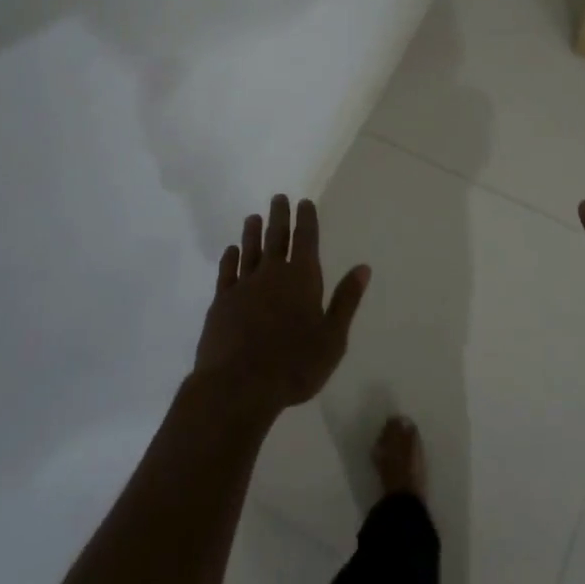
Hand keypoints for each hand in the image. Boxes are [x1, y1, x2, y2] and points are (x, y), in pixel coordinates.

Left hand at [194, 194, 370, 415]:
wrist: (238, 386)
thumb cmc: (294, 365)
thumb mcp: (332, 338)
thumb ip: (346, 301)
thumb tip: (363, 268)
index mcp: (302, 278)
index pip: (305, 239)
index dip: (306, 218)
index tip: (304, 201)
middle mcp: (272, 273)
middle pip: (276, 237)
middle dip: (279, 216)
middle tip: (279, 197)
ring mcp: (243, 286)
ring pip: (249, 250)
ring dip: (252, 232)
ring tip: (254, 216)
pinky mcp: (222, 302)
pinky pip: (226, 272)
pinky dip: (230, 258)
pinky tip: (231, 251)